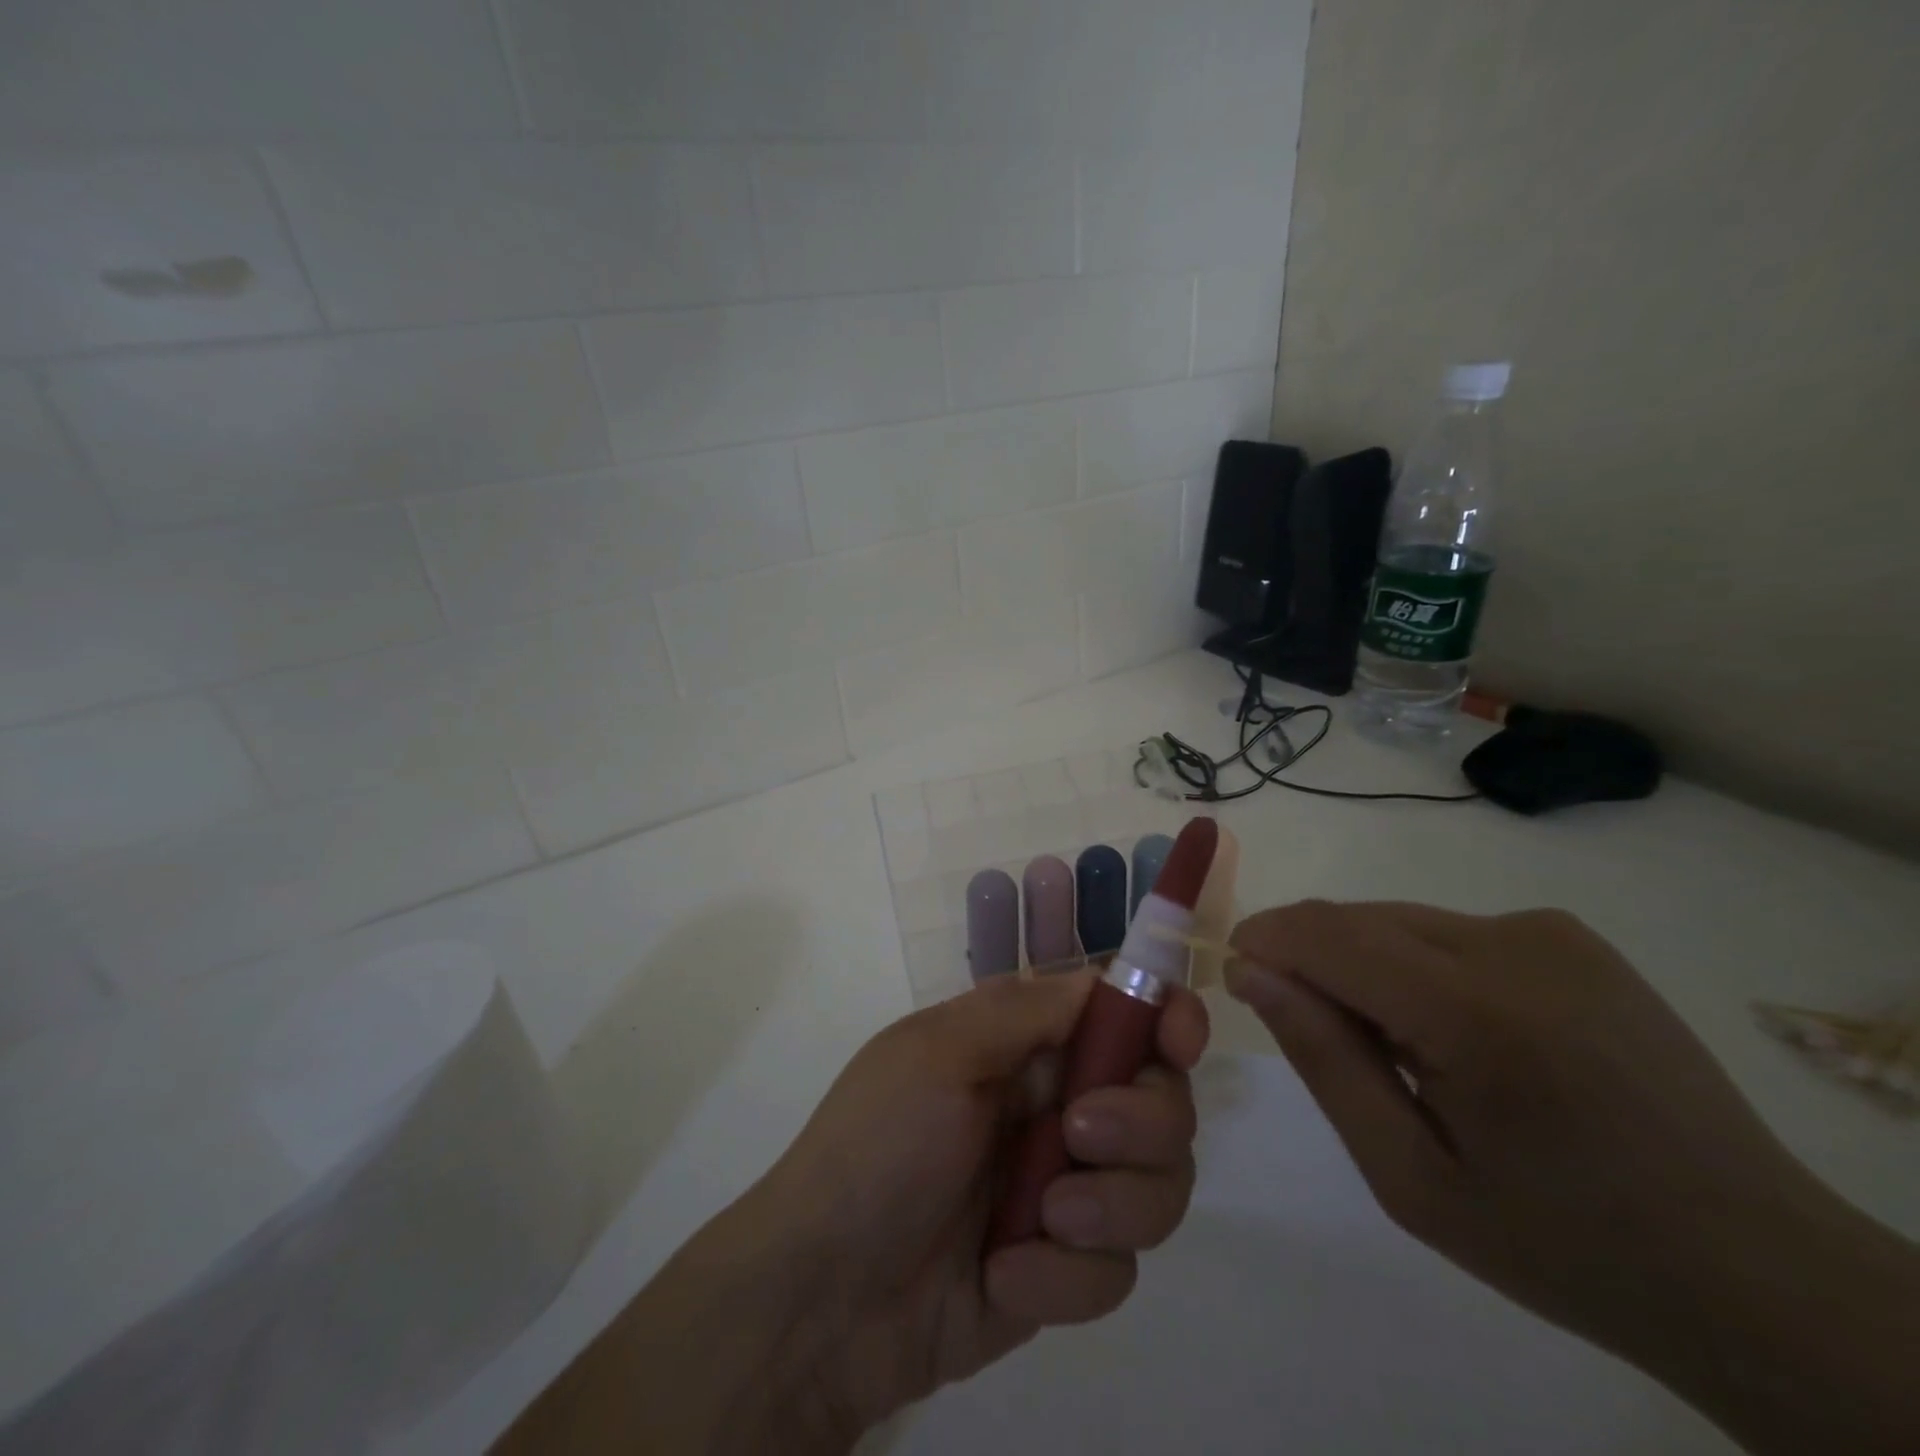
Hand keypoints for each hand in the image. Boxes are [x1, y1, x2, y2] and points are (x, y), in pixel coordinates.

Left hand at [759, 968, 1208, 1439]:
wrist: (826, 1297)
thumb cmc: (879, 1144)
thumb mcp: (941, 1052)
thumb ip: (1027, 1011)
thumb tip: (1104, 979)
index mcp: (1027, 1044)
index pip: (1122, 1013)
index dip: (1165, 1017)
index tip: (1181, 1040)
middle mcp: (1058, 1106)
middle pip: (1163, 1100)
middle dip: (1141, 1121)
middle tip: (1080, 1134)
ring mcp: (1068, 1189)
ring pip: (1158, 1187)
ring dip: (1110, 1205)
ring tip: (1041, 1219)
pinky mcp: (1066, 1266)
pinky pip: (1116, 1269)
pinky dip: (1065, 1276)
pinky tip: (1001, 1275)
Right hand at [1228, 901, 1919, 1455]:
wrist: (1754, 1270)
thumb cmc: (1563, 1243)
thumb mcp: (1410, 1177)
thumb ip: (1324, 1059)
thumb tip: (1251, 970)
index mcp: (1477, 1017)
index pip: (1327, 935)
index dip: (1265, 941)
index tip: (1234, 973)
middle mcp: (1516, 947)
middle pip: (1358, 920)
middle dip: (1309, 957)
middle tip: (1313, 1032)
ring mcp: (1552, 934)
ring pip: (1398, 920)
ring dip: (1363, 963)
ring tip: (1395, 1046)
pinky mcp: (1572, 937)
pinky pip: (1448, 930)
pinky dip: (1416, 965)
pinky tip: (1454, 1033)